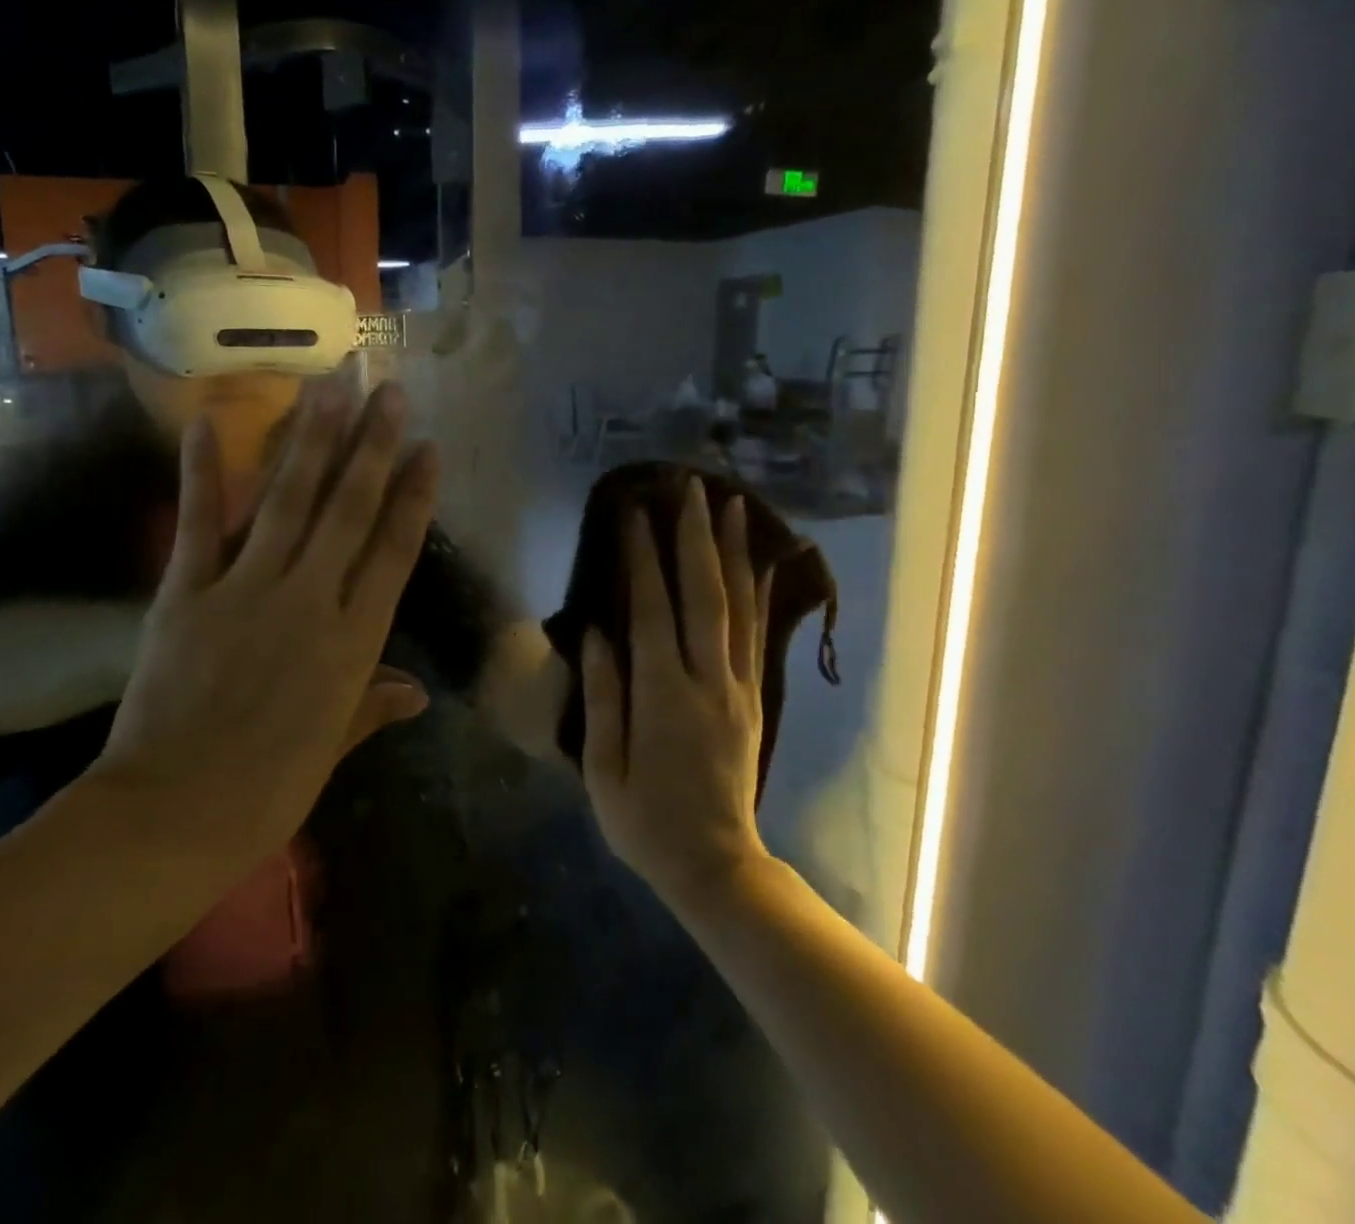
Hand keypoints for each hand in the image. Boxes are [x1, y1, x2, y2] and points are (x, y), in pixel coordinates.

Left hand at [88, 381, 438, 871]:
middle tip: (387, 391)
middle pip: (349, 510)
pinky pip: (200, 522)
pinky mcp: (188, 592)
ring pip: (288, 501)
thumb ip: (373, 706)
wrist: (173, 816)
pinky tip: (209, 422)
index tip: (427, 449)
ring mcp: (247, 590)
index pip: (394, 552)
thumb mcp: (332, 748)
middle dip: (372, 446)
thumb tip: (418, 693)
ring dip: (311, 441)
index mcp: (353, 642)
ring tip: (329, 388)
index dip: (414, 496)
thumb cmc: (267, 791)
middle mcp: (310, 601)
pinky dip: (203, 471)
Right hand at [580, 479, 772, 906]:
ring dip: (731, 552)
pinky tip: (759, 563)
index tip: (635, 513)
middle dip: (695, 537)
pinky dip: (758, 593)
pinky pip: (756, 635)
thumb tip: (596, 633)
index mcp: (663, 698)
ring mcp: (737, 688)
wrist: (716, 866)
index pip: (652, 611)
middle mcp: (707, 682)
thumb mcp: (603, 769)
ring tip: (730, 504)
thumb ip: (602, 697)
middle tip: (690, 487)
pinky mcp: (753, 699)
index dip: (643, 559)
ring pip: (738, 607)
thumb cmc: (644, 822)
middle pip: (703, 595)